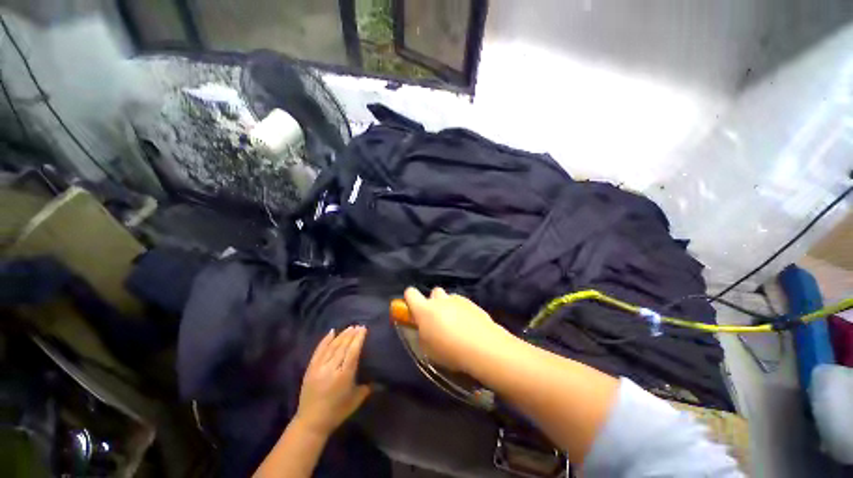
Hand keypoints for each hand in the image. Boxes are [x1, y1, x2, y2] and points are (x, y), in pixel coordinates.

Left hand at [294, 326, 370, 436]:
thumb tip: (379, 380)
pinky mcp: (310, 369)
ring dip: (342, 335)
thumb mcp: (356, 400)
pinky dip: (325, 340)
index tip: (363, 329)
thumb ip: (367, 388)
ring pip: (332, 346)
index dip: (358, 339)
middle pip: (343, 346)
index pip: (353, 351)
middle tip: (358, 326)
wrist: (311, 423)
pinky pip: (319, 351)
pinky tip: (332, 332)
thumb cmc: (337, 412)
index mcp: (344, 375)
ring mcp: (319, 368)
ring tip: (349, 327)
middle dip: (352, 335)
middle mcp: (332, 368)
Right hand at [403, 287, 511, 372]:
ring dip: (449, 307)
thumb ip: (422, 333)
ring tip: (456, 325)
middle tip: (438, 319)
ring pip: (449, 298)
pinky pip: (462, 304)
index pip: (410, 293)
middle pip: (434, 292)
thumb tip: (423, 327)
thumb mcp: (427, 349)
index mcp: (425, 309)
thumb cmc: (449, 351)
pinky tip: (468, 326)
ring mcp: (458, 300)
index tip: (412, 309)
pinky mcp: (472, 303)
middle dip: (434, 302)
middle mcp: (440, 300)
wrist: (483, 347)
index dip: (410, 299)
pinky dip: (462, 311)